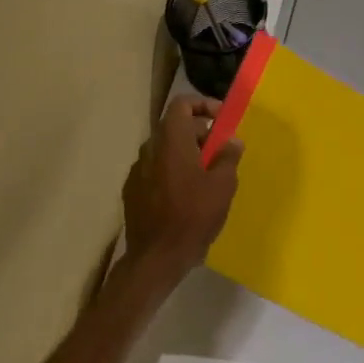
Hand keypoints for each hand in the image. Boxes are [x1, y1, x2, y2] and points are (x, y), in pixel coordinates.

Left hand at [121, 95, 242, 286]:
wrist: (156, 258)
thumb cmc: (193, 216)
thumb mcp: (222, 186)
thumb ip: (227, 157)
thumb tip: (231, 140)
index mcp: (171, 141)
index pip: (182, 104)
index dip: (203, 105)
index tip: (222, 120)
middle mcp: (150, 149)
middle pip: (174, 127)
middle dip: (199, 133)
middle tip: (220, 152)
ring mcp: (137, 170)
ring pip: (164, 150)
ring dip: (186, 153)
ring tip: (206, 175)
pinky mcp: (132, 190)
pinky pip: (155, 169)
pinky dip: (171, 171)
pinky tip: (185, 194)